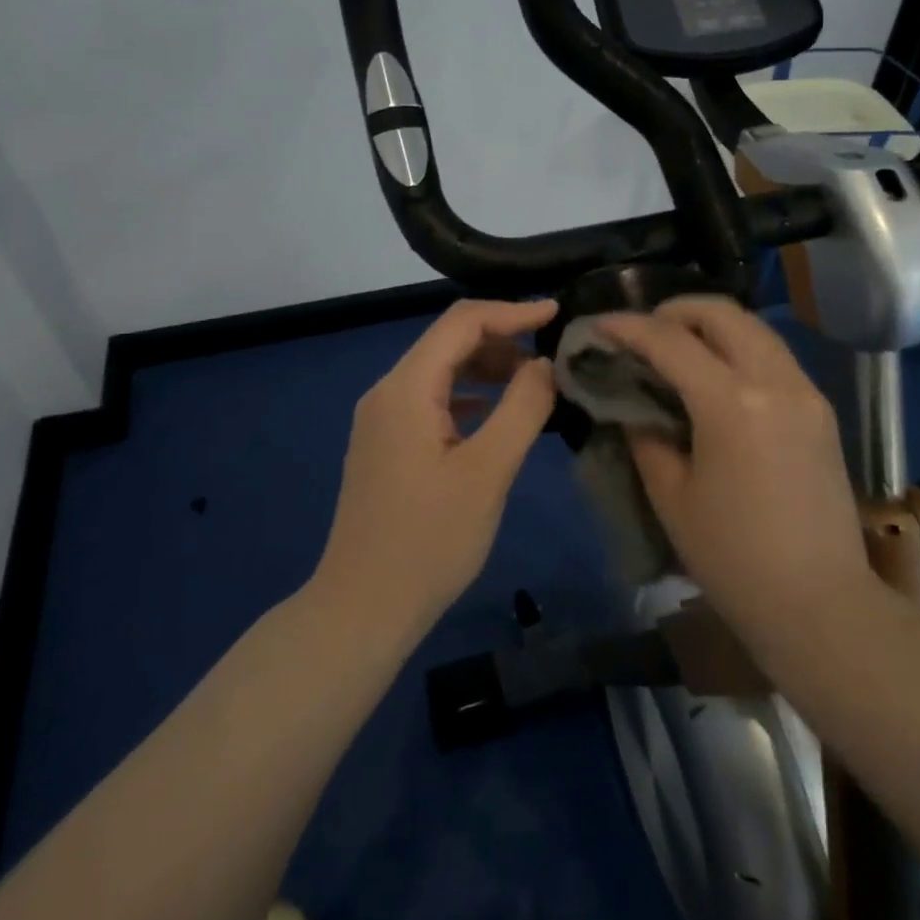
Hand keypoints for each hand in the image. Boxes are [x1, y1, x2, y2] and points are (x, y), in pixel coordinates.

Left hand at [313, 298, 557, 642]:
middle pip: (447, 341)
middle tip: (550, 355)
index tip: (556, 313)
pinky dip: (468, 396)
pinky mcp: (385, 444)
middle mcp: (387, 392)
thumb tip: (543, 364)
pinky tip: (495, 413)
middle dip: (500, 338)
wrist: (363, 607)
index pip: (461, 322)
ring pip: (439, 371)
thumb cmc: (429, 541)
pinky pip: (431, 400)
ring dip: (485, 367)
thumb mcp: (488, 472)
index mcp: (406, 388)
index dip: (511, 311)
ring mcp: (381, 419)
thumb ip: (522, 408)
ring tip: (532, 382)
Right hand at [596, 297, 875, 659]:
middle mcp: (775, 382)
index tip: (599, 326)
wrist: (819, 603)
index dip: (629, 327)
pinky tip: (715, 376)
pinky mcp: (820, 410)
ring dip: (710, 325)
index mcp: (732, 403)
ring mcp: (805, 392)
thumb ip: (646, 437)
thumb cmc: (733, 558)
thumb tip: (633, 404)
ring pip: (754, 329)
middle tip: (642, 331)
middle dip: (675, 310)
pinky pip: (773, 356)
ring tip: (676, 347)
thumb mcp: (672, 496)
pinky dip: (738, 348)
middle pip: (722, 313)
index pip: (671, 341)